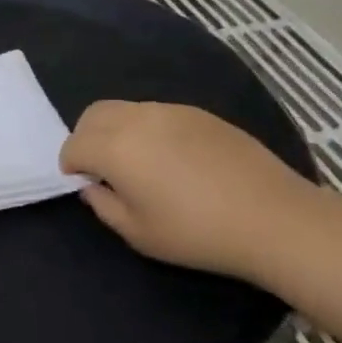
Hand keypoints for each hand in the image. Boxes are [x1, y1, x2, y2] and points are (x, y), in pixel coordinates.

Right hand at [59, 101, 317, 280]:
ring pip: (126, 109)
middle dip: (85, 137)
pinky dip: (146, 128)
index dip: (70, 164)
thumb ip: (104, 205)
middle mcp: (138, 119)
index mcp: (116, 148)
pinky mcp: (200, 113)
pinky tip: (170, 158)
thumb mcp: (138, 233)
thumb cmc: (196, 233)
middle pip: (94, 114)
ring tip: (136, 163)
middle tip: (100, 167)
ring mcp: (171, 111)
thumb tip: (94, 185)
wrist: (272, 218)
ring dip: (116, 130)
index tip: (82, 183)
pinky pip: (157, 113)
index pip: (74, 144)